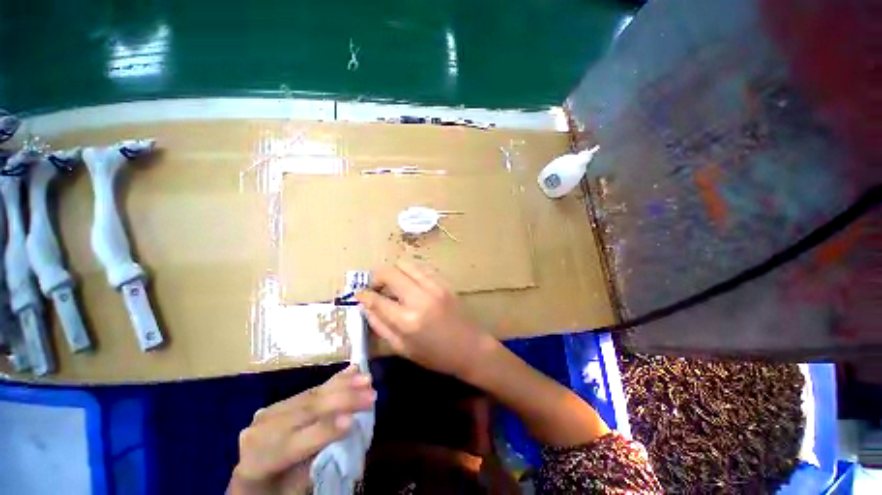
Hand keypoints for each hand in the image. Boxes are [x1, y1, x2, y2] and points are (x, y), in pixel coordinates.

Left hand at [229, 366, 375, 494]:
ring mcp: (271, 412)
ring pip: (312, 395)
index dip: (323, 431)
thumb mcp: (294, 489)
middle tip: (372, 395)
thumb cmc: (277, 491)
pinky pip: (312, 389)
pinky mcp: (283, 402)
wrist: (253, 481)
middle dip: (342, 400)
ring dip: (343, 385)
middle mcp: (261, 431)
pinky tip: (352, 370)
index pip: (293, 444)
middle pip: (305, 411)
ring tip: (367, 379)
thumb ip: (315, 461)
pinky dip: (335, 381)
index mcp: (257, 462)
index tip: (352, 421)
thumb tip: (344, 429)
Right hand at [355, 261, 490, 379]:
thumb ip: (380, 326)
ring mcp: (434, 286)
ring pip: (405, 264)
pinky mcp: (444, 282)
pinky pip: (421, 267)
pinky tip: (409, 283)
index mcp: (407, 320)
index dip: (363, 295)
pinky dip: (410, 272)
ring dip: (393, 271)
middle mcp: (419, 298)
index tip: (359, 293)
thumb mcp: (403, 349)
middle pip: (390, 272)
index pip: (377, 299)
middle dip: (376, 277)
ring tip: (392, 284)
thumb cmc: (436, 355)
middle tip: (375, 287)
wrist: (470, 347)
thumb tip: (365, 307)